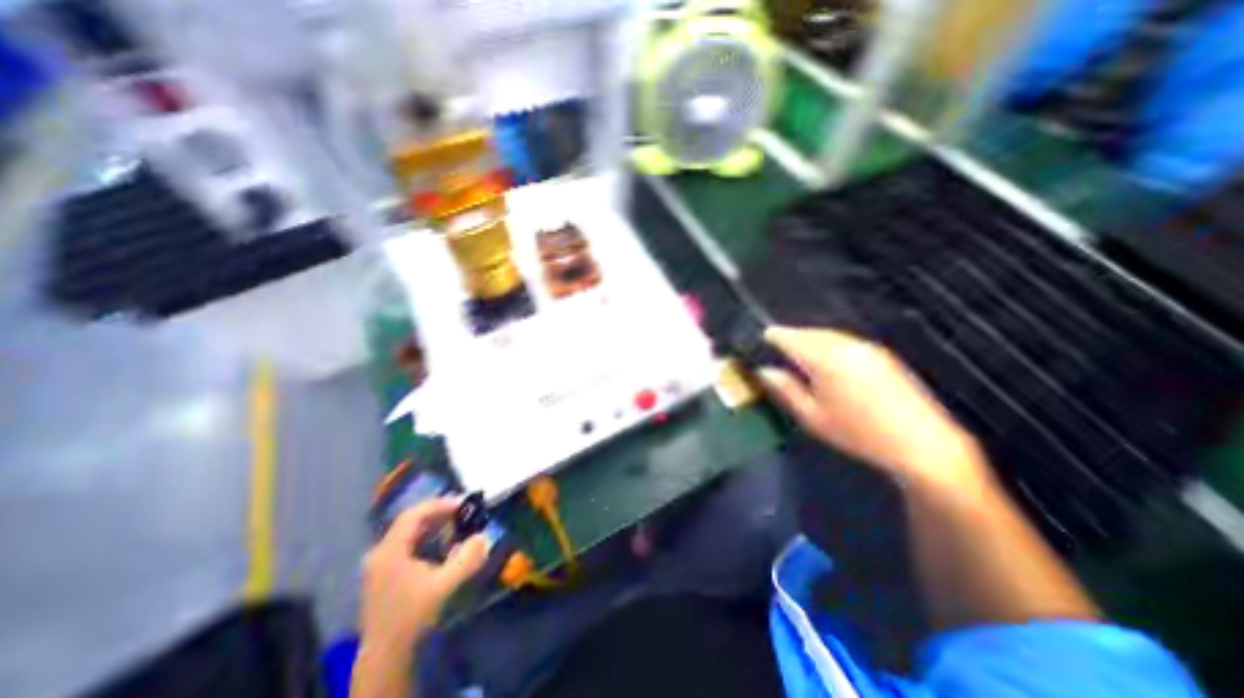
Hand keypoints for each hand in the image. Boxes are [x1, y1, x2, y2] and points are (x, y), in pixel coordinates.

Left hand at [357, 496, 486, 649]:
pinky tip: (441, 545)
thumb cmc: (413, 616)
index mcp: (390, 551)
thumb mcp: (444, 586)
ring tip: (455, 525)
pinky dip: (425, 538)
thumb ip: (467, 559)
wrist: (385, 656)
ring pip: (408, 533)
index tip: (462, 505)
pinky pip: (406, 544)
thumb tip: (484, 536)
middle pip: (410, 521)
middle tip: (462, 512)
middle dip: (437, 514)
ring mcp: (379, 564)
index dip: (439, 505)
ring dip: (432, 525)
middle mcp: (380, 552)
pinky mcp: (383, 574)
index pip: (413, 515)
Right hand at [759, 327, 992, 495]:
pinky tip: (825, 356)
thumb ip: (786, 390)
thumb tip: (765, 372)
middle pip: (809, 333)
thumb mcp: (812, 417)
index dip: (775, 336)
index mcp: (824, 360)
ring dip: (809, 338)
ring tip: (797, 348)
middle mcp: (844, 346)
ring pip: (827, 334)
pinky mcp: (880, 354)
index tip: (763, 337)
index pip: (791, 338)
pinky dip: (827, 342)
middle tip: (776, 342)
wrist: (922, 443)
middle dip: (791, 335)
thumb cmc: (858, 433)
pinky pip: (844, 340)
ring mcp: (865, 348)